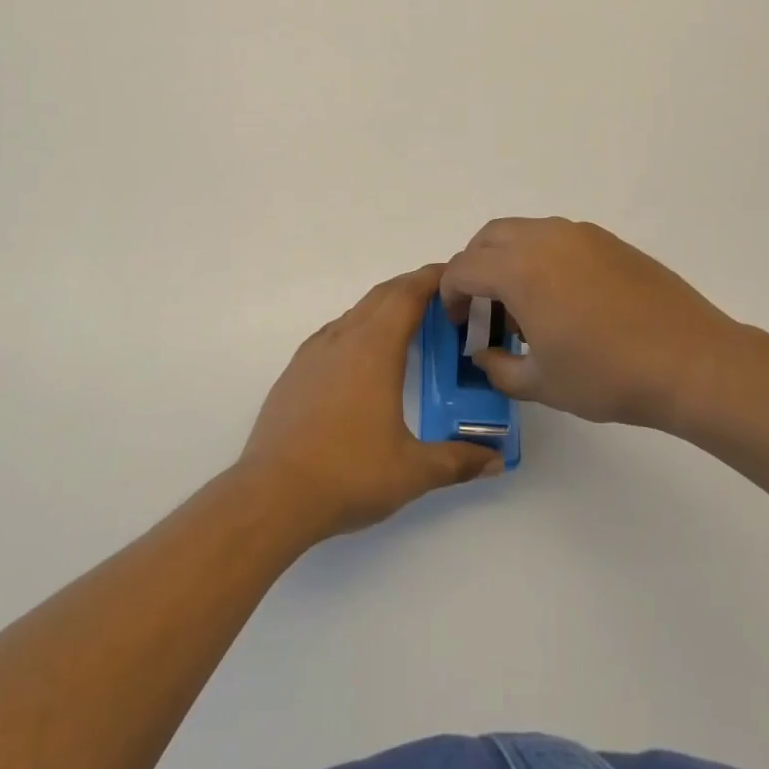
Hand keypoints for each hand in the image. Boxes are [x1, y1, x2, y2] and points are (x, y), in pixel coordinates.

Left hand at [239, 264, 502, 541]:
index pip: (407, 295)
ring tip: (407, 326)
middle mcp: (342, 339)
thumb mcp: (412, 472)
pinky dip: (357, 329)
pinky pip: (333, 334)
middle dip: (411, 288)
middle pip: (381, 296)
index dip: (432, 278)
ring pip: (354, 313)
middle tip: (440, 297)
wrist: (272, 494)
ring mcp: (313, 353)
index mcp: (374, 349)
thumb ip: (457, 461)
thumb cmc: (348, 474)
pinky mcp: (294, 372)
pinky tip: (362, 358)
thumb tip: (496, 461)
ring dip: (383, 308)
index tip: (454, 274)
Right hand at [441, 217, 764, 429]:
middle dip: (474, 268)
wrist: (692, 362)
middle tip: (483, 308)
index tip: (457, 323)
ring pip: (524, 232)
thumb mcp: (541, 383)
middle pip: (488, 237)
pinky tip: (563, 298)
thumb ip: (498, 367)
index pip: (463, 268)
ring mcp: (580, 235)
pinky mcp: (609, 240)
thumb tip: (483, 354)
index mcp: (519, 269)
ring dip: (508, 259)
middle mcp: (544, 238)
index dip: (449, 295)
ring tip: (525, 305)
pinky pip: (557, 238)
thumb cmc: (608, 375)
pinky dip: (542, 257)